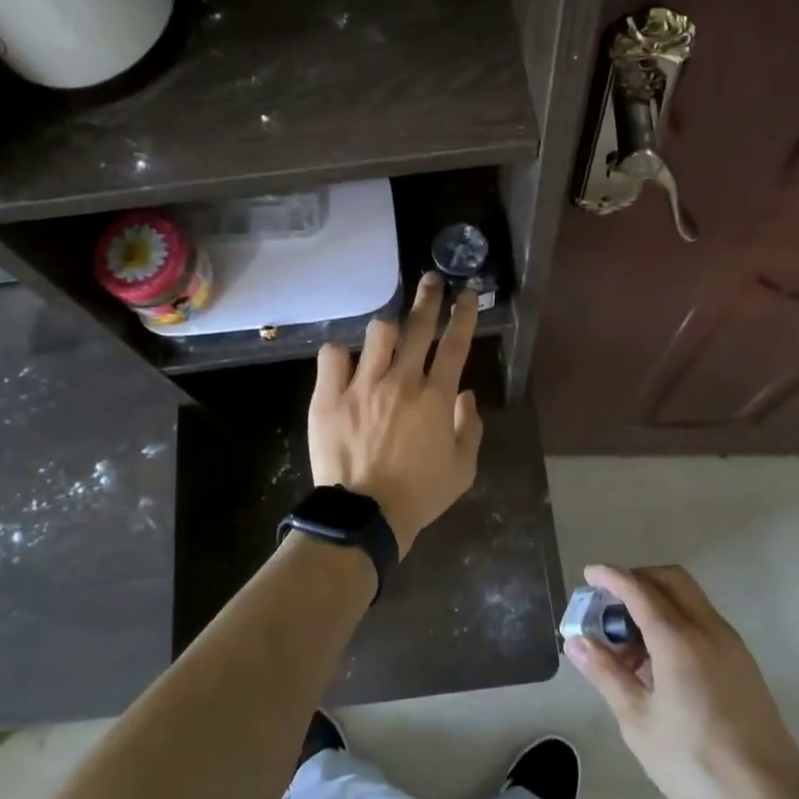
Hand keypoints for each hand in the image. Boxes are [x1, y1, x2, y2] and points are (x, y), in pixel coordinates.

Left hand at [308, 274, 482, 554]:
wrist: (364, 517)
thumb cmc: (419, 495)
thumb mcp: (462, 469)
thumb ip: (469, 427)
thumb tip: (466, 394)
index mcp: (436, 398)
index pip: (455, 345)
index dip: (464, 315)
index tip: (468, 294)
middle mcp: (402, 382)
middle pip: (419, 327)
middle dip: (429, 298)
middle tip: (431, 281)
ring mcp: (363, 386)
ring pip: (377, 334)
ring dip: (387, 331)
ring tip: (387, 337)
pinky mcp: (329, 396)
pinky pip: (332, 356)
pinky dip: (340, 355)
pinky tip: (345, 363)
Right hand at [567, 563, 798, 798]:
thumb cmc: (696, 763)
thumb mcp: (639, 723)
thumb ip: (606, 675)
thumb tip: (576, 641)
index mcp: (678, 639)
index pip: (639, 589)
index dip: (611, 577)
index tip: (589, 574)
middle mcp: (707, 629)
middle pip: (670, 579)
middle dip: (637, 579)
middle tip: (610, 603)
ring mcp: (731, 644)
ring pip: (689, 598)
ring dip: (658, 601)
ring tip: (632, 642)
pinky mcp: (743, 663)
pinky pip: (703, 621)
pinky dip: (677, 620)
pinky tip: (662, 662)